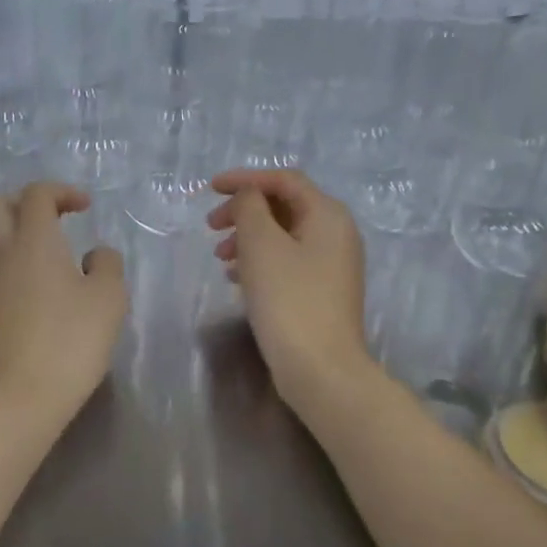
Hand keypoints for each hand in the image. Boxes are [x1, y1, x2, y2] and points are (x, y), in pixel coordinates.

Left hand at [0, 182, 127, 420]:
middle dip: (27, 202)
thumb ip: (106, 264)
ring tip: (54, 255)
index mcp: (32, 239)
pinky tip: (43, 288)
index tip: (87, 207)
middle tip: (59, 219)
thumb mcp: (108, 298)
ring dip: (18, 233)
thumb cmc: (69, 340)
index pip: (36, 193)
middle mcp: (2, 253)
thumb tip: (94, 255)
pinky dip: (15, 262)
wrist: (18, 398)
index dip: (62, 191)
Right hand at [208, 169, 374, 405]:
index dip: (245, 178)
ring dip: (248, 237)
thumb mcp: (261, 244)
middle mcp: (337, 234)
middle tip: (211, 226)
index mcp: (328, 215)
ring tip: (219, 256)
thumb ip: (250, 208)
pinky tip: (235, 277)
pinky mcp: (322, 291)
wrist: (320, 368)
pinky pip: (287, 261)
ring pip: (283, 236)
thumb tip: (249, 197)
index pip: (284, 180)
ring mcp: (332, 265)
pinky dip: (259, 261)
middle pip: (284, 206)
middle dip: (244, 211)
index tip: (210, 188)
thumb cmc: (288, 299)